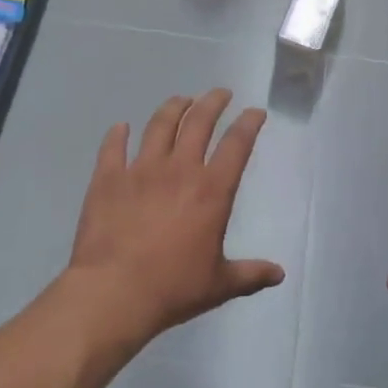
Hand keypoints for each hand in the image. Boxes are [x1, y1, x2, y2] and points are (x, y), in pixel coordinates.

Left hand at [65, 89, 283, 348]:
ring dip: (174, 107)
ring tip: (181, 99)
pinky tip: (120, 127)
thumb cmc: (172, 289)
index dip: (249, 123)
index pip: (237, 144)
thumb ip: (250, 274)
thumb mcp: (219, 285)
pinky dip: (117, 134)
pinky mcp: (108, 178)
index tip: (255, 112)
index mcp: (211, 190)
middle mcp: (179, 169)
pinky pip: (113, 147)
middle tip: (221, 94)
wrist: (113, 293)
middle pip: (199, 122)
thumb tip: (279, 274)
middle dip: (213, 102)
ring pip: (160, 125)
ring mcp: (141, 170)